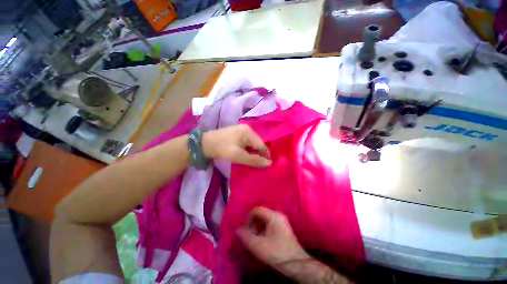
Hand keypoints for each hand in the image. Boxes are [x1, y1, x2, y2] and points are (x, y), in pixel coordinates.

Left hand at [202, 125, 270, 166]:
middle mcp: (247, 129)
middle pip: (258, 143)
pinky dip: (248, 149)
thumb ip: (254, 160)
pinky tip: (245, 154)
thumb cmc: (222, 149)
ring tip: (252, 161)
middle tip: (257, 164)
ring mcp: (242, 130)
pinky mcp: (238, 133)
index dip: (265, 155)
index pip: (262, 145)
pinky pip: (247, 142)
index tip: (266, 165)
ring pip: (253, 143)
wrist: (204, 144)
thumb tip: (269, 163)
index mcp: (249, 132)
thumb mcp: (238, 156)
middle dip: (259, 154)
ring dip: (253, 152)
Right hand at [236, 207, 308, 267]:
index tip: (245, 230)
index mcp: (273, 215)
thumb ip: (246, 236)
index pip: (257, 209)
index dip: (248, 218)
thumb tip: (237, 230)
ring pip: (265, 219)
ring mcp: (282, 221)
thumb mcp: (258, 246)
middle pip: (261, 213)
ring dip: (257, 227)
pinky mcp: (283, 228)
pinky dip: (263, 229)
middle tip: (249, 235)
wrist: (296, 264)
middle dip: (253, 223)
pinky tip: (262, 239)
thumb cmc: (277, 253)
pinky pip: (270, 223)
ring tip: (254, 238)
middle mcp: (278, 214)